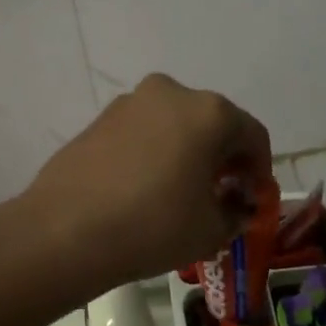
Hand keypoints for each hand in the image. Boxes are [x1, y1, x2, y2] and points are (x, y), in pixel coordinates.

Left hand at [15, 74, 270, 293]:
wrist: (65, 232)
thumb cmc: (153, 227)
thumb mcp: (211, 230)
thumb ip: (235, 213)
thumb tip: (235, 205)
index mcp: (209, 112)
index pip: (253, 135)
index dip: (259, 169)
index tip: (253, 198)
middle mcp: (171, 93)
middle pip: (212, 123)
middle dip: (223, 157)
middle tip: (221, 193)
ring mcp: (130, 102)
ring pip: (175, 124)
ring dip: (187, 152)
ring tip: (180, 192)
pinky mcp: (99, 119)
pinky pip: (142, 132)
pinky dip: (154, 152)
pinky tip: (145, 187)